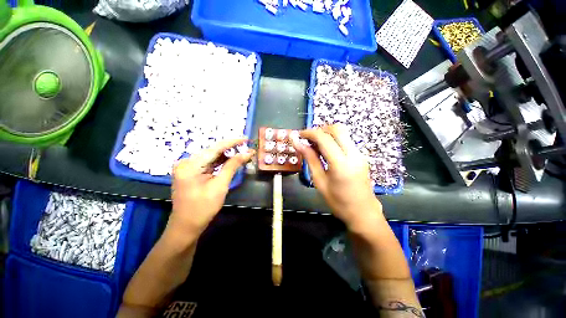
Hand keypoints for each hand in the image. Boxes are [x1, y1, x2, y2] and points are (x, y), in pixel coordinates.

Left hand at [166, 139, 254, 243]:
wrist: (186, 226)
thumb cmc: (203, 208)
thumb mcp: (220, 186)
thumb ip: (232, 166)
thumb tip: (246, 153)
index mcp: (190, 165)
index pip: (215, 148)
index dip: (232, 142)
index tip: (246, 138)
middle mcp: (186, 162)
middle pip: (213, 151)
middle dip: (231, 150)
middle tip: (246, 149)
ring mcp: (187, 167)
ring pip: (211, 157)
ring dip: (227, 156)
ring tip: (242, 154)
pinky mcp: (190, 172)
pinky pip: (208, 164)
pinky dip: (220, 163)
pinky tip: (231, 162)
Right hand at [291, 124, 381, 228]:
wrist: (363, 212)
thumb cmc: (338, 201)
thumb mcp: (319, 181)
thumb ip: (310, 159)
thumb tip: (298, 144)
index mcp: (341, 164)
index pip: (324, 138)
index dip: (310, 133)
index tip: (299, 135)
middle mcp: (353, 154)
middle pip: (337, 129)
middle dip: (320, 129)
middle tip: (308, 139)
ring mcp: (360, 154)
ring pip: (343, 133)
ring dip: (327, 134)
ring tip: (315, 144)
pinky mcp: (361, 155)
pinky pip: (346, 140)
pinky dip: (334, 139)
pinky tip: (326, 150)